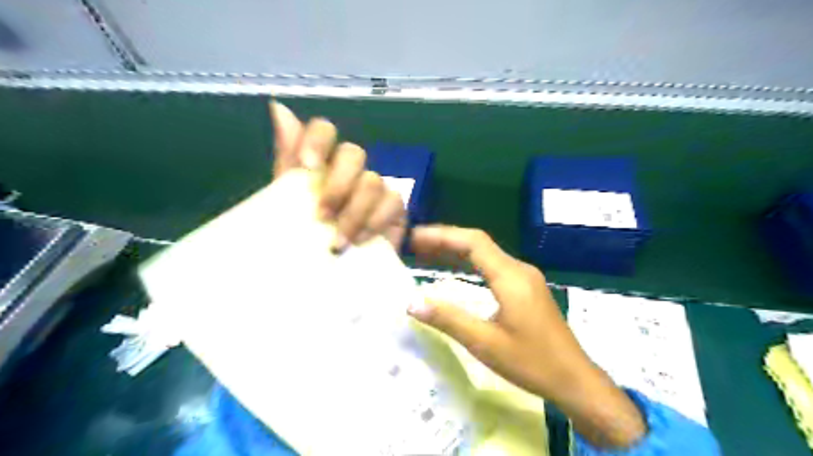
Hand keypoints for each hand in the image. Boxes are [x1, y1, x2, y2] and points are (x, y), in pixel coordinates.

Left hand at [269, 102, 406, 252]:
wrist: (330, 274)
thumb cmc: (305, 236)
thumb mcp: (287, 201)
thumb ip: (287, 160)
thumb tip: (277, 106)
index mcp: (322, 164)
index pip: (324, 131)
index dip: (318, 139)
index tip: (308, 165)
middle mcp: (350, 171)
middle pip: (354, 153)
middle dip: (339, 183)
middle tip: (322, 215)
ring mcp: (374, 188)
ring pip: (374, 180)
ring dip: (355, 210)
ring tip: (337, 242)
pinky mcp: (394, 208)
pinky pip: (393, 203)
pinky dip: (376, 221)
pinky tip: (360, 240)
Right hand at [410, 225, 644, 448]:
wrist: (575, 380)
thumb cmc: (532, 363)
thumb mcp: (485, 344)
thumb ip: (448, 320)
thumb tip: (412, 302)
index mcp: (511, 277)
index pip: (473, 242)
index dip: (442, 235)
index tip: (415, 237)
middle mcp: (519, 269)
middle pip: (479, 244)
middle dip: (445, 241)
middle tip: (414, 245)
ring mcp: (525, 278)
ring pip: (486, 254)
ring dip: (457, 252)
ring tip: (427, 254)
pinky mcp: (526, 288)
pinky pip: (493, 267)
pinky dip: (470, 264)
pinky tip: (456, 271)